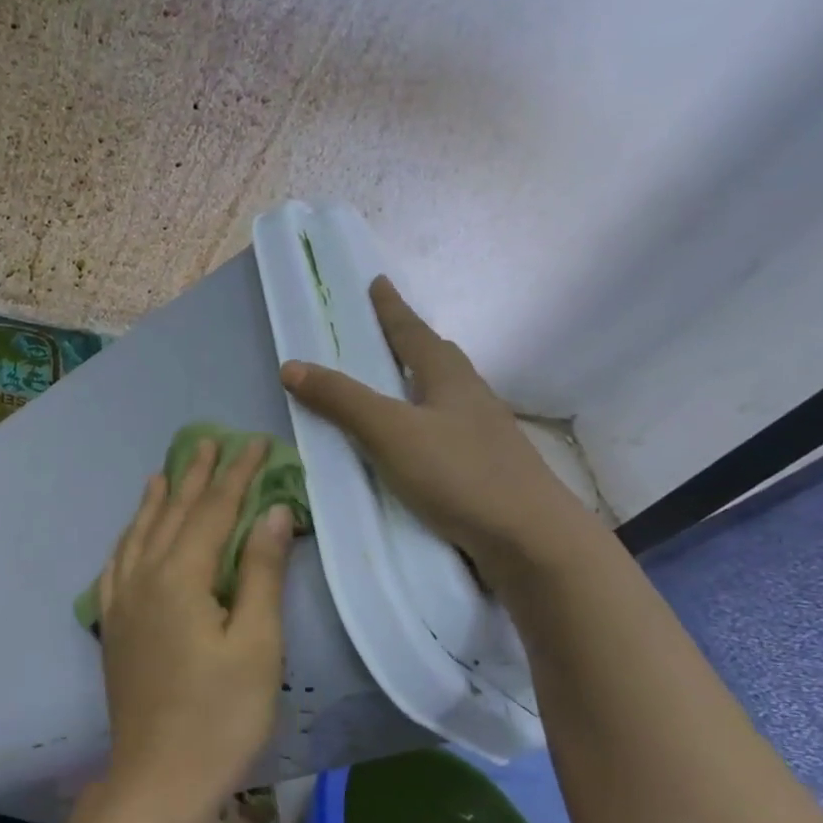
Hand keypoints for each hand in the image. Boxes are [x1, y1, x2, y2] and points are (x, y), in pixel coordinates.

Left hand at [93, 439, 293, 822]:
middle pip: (172, 514)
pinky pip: (117, 565)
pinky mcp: (113, 627)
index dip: (236, 475)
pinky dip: (128, 539)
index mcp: (180, 577)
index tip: (254, 443)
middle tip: (211, 442)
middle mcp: (143, 578)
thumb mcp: (257, 644)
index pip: (213, 511)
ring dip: (157, 501)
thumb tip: (272, 511)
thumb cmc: (221, 716)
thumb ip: (262, 573)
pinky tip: (131, 535)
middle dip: (195, 476)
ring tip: (166, 472)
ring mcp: (122, 603)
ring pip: (139, 535)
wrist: (158, 778)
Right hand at [281, 276, 595, 583]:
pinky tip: (415, 446)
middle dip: (412, 343)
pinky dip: (424, 425)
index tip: (377, 282)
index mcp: (450, 380)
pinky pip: (447, 432)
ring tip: (396, 389)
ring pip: (447, 397)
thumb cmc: (459, 474)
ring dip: (420, 386)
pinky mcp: (485, 470)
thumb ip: (342, 400)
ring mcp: (484, 436)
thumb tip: (292, 365)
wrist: (530, 540)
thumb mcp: (391, 432)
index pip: (414, 333)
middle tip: (387, 335)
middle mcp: (471, 399)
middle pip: (439, 359)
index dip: (392, 309)